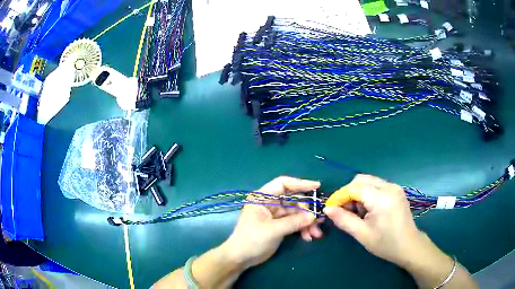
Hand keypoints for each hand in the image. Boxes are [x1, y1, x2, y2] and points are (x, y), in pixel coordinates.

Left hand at [222, 176, 321, 268]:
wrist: (241, 258)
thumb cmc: (251, 240)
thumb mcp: (272, 230)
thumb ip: (293, 222)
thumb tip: (314, 215)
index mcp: (262, 198)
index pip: (283, 184)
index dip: (300, 183)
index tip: (317, 186)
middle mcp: (270, 203)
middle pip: (293, 200)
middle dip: (307, 210)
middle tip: (320, 219)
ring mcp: (276, 215)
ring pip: (297, 213)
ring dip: (308, 222)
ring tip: (317, 233)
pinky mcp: (280, 225)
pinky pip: (295, 222)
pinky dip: (303, 228)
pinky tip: (309, 237)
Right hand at [323, 174, 424, 266]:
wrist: (409, 246)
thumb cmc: (385, 243)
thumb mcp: (362, 234)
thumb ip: (344, 220)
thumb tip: (327, 209)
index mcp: (381, 197)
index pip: (354, 187)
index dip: (340, 196)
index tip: (331, 209)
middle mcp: (389, 186)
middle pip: (361, 180)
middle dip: (348, 193)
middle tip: (345, 211)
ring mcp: (394, 187)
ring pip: (368, 181)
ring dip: (358, 193)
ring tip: (358, 213)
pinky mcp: (396, 190)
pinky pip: (376, 185)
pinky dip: (367, 194)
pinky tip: (369, 210)